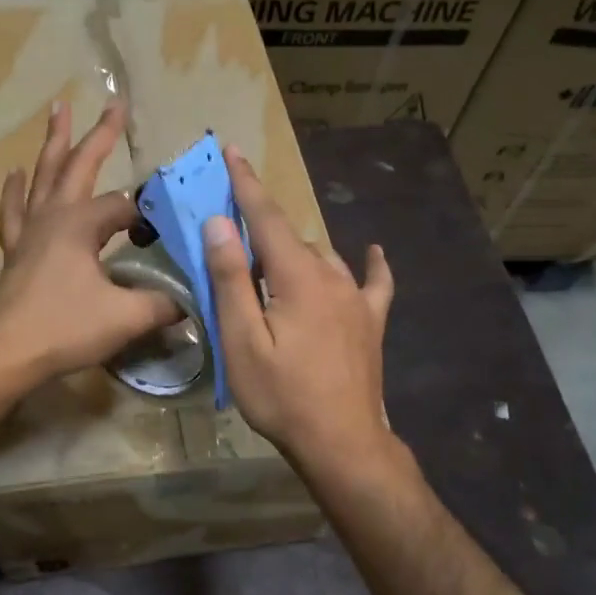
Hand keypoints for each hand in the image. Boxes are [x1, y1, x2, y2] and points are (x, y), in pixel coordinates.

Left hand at [0, 100, 177, 387]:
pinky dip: (15, 189)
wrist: (5, 353)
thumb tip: (192, 301)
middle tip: (114, 103)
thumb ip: (163, 304)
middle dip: (100, 134)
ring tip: (58, 109)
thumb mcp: (125, 317)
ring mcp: (29, 230)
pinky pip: (14, 210)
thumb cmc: (64, 328)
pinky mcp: (14, 250)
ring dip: (54, 142)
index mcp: (81, 224)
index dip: (150, 219)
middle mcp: (54, 216)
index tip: (167, 239)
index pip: (126, 208)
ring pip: (44, 175)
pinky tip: (15, 172)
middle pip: (80, 164)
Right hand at [203, 147, 397, 479]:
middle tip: (232, 226)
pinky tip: (374, 253)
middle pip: (292, 237)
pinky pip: (374, 283)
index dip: (247, 184)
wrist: (342, 443)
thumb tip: (221, 223)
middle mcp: (332, 276)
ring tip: (270, 259)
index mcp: (297, 277)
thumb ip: (232, 279)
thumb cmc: (282, 396)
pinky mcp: (371, 323)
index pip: (267, 217)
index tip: (232, 151)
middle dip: (262, 223)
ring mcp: (356, 300)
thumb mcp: (242, 341)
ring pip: (322, 257)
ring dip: (295, 250)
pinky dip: (370, 265)